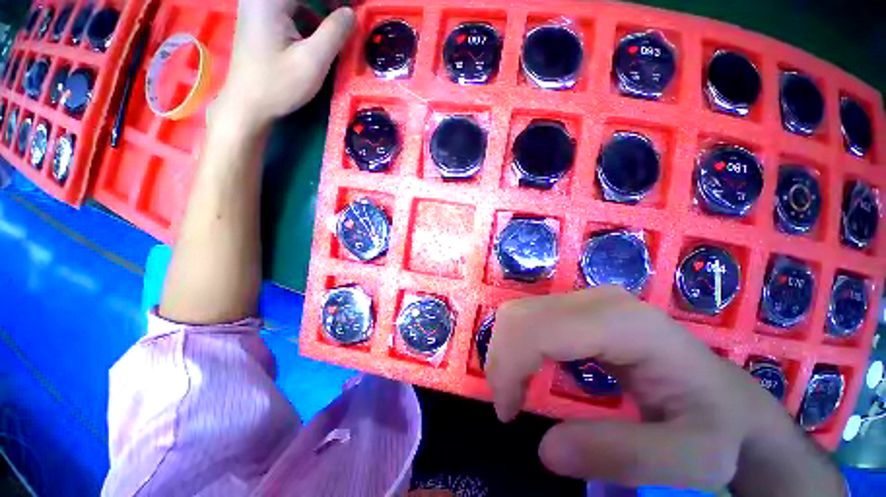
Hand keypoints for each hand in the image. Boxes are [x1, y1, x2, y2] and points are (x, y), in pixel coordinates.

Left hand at [216, 0, 354, 126]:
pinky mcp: (260, 18)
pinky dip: (308, 14)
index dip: (336, 0)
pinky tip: (319, 30)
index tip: (355, 9)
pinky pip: (288, 7)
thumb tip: (351, 13)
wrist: (247, 104)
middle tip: (348, 16)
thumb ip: (334, 33)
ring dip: (319, 7)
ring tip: (338, 22)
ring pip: (297, 0)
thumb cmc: (279, 84)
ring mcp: (258, 6)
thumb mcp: (312, 61)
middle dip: (328, 4)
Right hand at [485, 287, 844, 493]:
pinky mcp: (581, 307)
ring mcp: (588, 298)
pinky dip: (516, 342)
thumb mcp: (693, 457)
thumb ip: (626, 456)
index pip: (537, 329)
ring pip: (520, 312)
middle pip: (520, 315)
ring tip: (514, 388)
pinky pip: (530, 316)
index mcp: (621, 323)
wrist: (728, 396)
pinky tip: (528, 368)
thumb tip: (546, 450)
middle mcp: (597, 299)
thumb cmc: (716, 424)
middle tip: (508, 403)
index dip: (508, 367)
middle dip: (501, 358)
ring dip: (506, 350)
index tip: (506, 413)